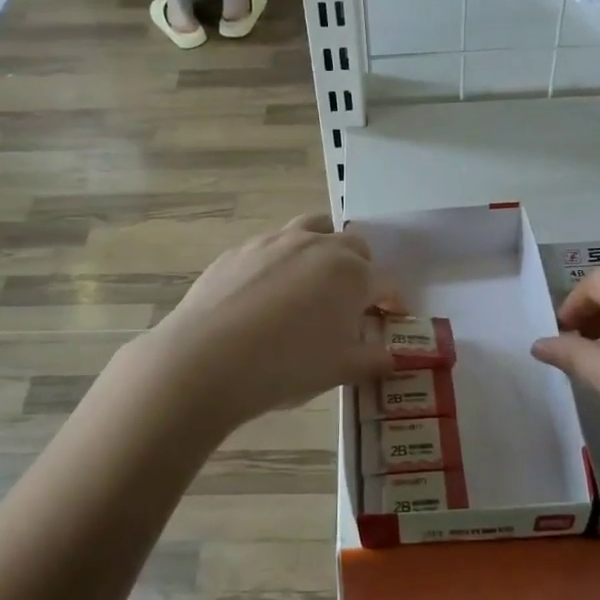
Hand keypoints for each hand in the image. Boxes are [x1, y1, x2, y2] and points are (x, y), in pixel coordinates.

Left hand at [136, 213, 398, 432]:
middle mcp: (318, 246)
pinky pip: (273, 245)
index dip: (392, 302)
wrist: (207, 359)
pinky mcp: (241, 249)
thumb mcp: (338, 370)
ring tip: (315, 278)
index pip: (385, 283)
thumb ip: (372, 359)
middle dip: (362, 269)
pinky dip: (282, 260)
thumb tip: (391, 356)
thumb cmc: (285, 367)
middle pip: (354, 246)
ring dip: (324, 248)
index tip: (391, 318)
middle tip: (353, 301)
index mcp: (351, 274)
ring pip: (313, 229)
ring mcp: (276, 241)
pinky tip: (267, 291)